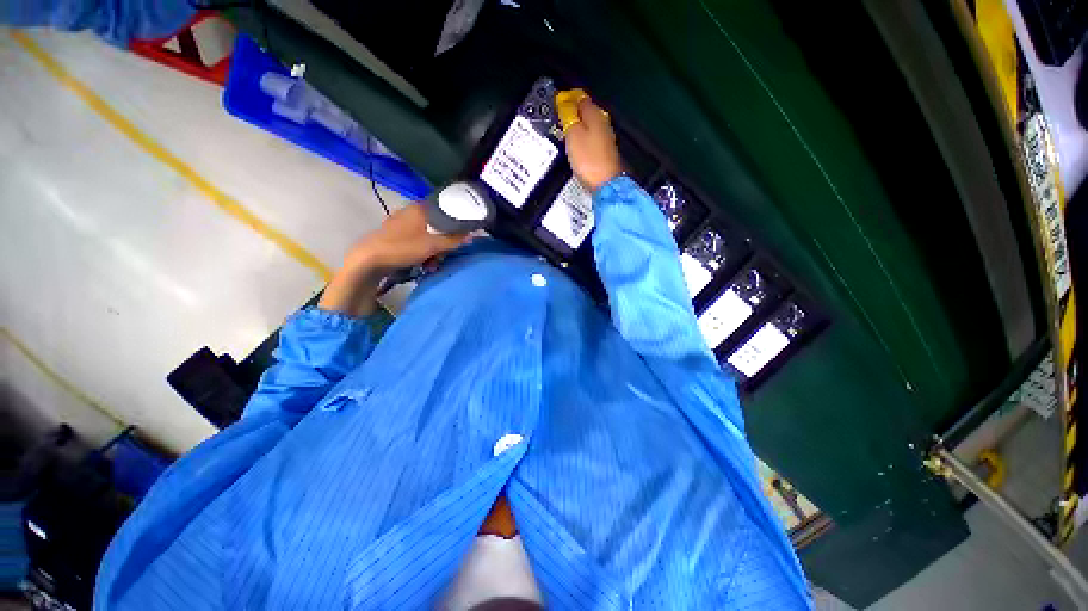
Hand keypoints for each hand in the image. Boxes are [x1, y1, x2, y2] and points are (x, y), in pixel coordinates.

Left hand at [319, 204, 469, 315]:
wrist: (369, 260)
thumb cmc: (403, 248)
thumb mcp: (433, 245)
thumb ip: (454, 240)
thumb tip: (472, 235)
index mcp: (420, 209)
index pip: (445, 210)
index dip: (455, 223)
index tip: (462, 235)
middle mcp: (410, 212)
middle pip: (437, 225)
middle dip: (444, 242)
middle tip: (445, 255)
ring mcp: (401, 224)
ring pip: (427, 235)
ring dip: (433, 250)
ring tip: (433, 264)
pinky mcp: (395, 236)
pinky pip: (416, 241)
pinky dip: (422, 251)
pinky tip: (422, 264)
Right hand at [563, 97, 623, 191]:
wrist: (606, 184)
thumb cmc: (589, 160)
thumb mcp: (573, 135)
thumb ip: (568, 116)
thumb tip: (564, 100)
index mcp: (595, 115)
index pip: (581, 98)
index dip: (569, 97)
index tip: (558, 100)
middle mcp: (603, 123)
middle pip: (587, 110)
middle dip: (575, 110)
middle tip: (562, 113)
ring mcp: (606, 138)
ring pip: (590, 124)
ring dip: (579, 124)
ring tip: (567, 128)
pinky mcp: (605, 152)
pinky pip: (592, 138)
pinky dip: (584, 136)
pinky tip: (578, 143)